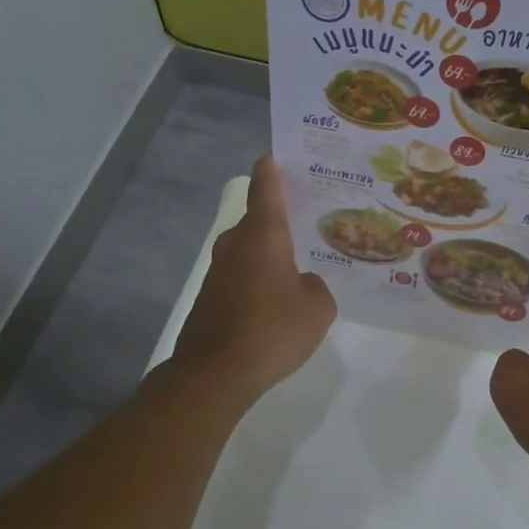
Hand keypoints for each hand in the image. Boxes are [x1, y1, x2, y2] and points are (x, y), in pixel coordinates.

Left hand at [173, 156, 335, 398]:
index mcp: (264, 235)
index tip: (277, 154)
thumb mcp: (318, 308)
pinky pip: (241, 276)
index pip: (265, 187)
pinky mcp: (210, 297)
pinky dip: (257, 279)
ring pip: (249, 250)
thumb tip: (301, 283)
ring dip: (270, 254)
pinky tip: (276, 302)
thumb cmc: (273, 330)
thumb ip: (315, 286)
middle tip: (311, 219)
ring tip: (300, 265)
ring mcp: (218, 271)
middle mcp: (236, 244)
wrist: (215, 374)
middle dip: (281, 218)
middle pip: (258, 220)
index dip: (272, 168)